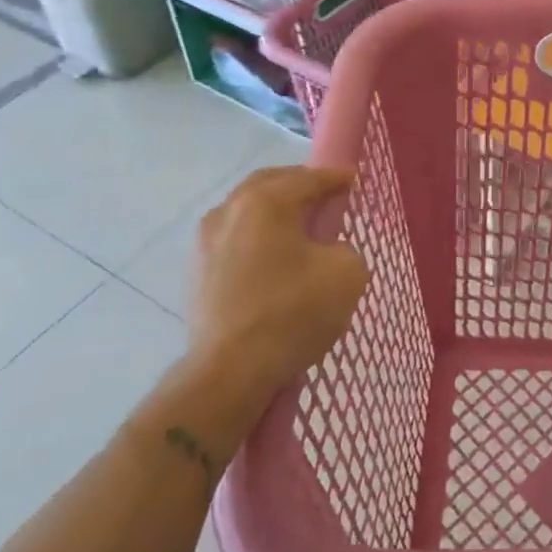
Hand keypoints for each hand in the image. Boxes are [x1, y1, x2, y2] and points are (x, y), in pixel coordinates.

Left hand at [187, 167, 367, 405]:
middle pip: (270, 184)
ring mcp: (205, 242)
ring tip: (298, 228)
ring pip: (246, 211)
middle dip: (299, 185)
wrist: (229, 372)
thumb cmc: (293, 312)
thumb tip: (327, 253)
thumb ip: (346, 248)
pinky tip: (273, 258)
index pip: (310, 178)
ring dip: (273, 212)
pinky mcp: (196, 273)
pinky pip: (233, 240)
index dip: (337, 178)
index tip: (355, 181)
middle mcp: (230, 210)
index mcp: (266, 201)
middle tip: (325, 197)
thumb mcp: (347, 273)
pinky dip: (256, 238)